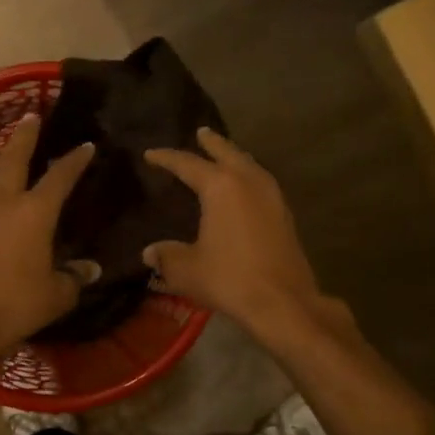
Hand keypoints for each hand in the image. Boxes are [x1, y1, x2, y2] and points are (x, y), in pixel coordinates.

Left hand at [0, 113, 94, 362]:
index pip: (60, 177)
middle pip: (14, 158)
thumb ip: (74, 279)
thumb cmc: (15, 306)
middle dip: (24, 136)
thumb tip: (90, 270)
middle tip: (29, 115)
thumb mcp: (56, 295)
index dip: (74, 160)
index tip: (85, 145)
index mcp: (35, 213)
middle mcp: (3, 202)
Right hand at [143, 129, 323, 334]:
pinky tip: (245, 188)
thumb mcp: (186, 269)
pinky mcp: (284, 215)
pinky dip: (249, 176)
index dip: (167, 158)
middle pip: (228, 153)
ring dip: (235, 157)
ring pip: (250, 165)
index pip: (188, 164)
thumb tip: (149, 252)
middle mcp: (248, 182)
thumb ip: (166, 256)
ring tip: (224, 156)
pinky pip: (262, 182)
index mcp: (220, 187)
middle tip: (201, 132)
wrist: (282, 302)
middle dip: (212, 143)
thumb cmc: (229, 278)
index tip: (150, 154)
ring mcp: (271, 197)